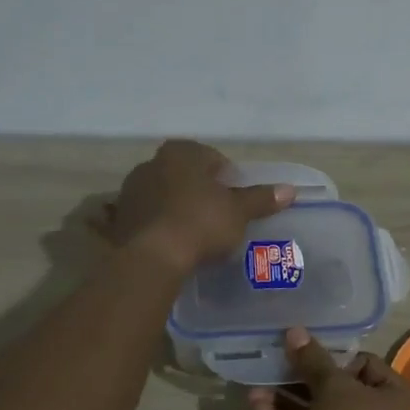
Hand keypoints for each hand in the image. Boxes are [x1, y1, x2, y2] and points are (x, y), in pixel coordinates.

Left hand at [105, 139, 292, 270]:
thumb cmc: (201, 223)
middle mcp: (151, 163)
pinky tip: (171, 242)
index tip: (235, 199)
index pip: (212, 158)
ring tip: (195, 232)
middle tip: (218, 215)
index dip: (228, 178)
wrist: (153, 257)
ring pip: (164, 194)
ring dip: (178, 207)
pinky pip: (147, 216)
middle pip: (185, 175)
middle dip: (200, 191)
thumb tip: (289, 190)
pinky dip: (159, 224)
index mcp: (181, 153)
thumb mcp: (238, 212)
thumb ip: (261, 199)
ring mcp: (131, 190)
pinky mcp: (119, 218)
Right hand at [247, 327, 409, 409]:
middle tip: (270, 367)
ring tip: (253, 390)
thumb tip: (295, 331)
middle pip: (337, 392)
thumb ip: (313, 362)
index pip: (364, 365)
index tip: (302, 352)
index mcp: (397, 395)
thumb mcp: (336, 389)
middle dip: (301, 380)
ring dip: (288, 403)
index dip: (332, 357)